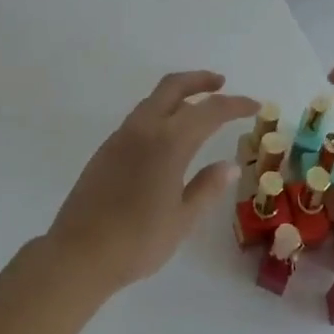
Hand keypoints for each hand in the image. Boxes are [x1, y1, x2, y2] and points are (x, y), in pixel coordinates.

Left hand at [46, 71, 259, 294]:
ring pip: (153, 99)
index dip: (234, 104)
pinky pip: (139, 118)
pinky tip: (168, 135)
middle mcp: (144, 129)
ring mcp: (121, 136)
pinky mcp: (106, 149)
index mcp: (168, 142)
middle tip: (222, 84)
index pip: (209, 110)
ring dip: (178, 94)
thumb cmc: (138, 241)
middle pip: (173, 86)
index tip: (254, 105)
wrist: (79, 253)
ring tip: (198, 107)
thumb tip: (228, 165)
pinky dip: (160, 112)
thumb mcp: (182, 219)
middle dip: (200, 80)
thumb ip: (206, 187)